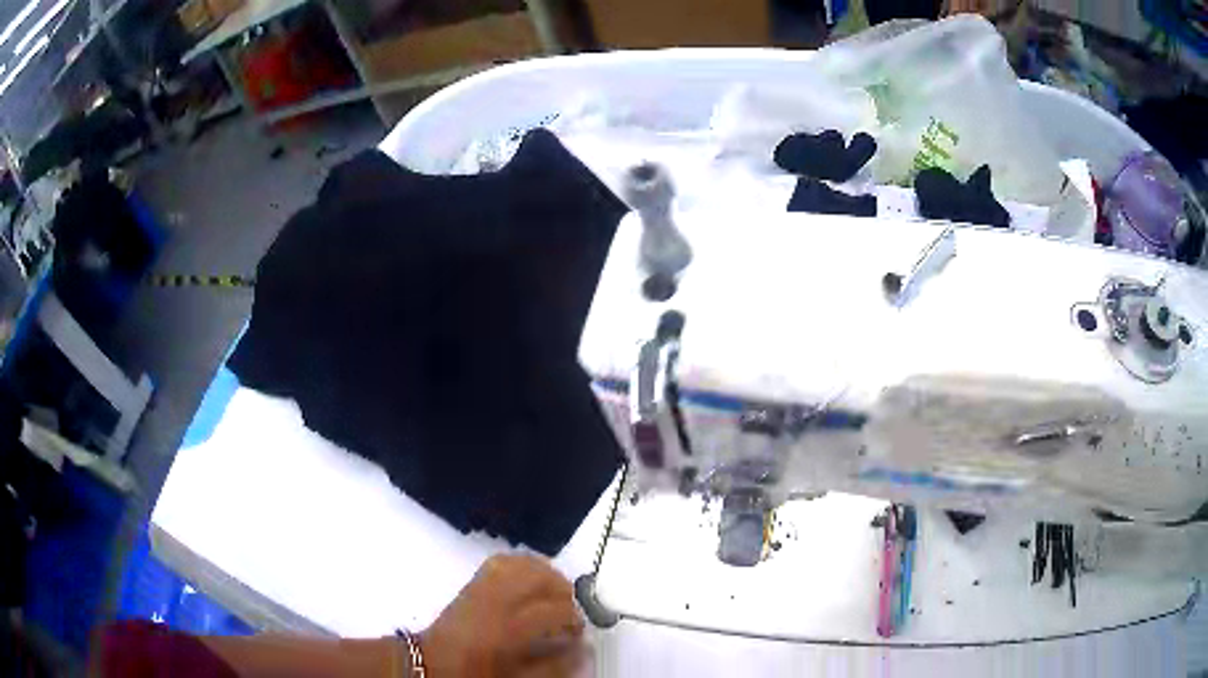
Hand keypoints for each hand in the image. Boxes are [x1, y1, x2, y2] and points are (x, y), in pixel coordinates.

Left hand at [420, 554, 586, 676]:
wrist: (433, 662)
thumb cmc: (476, 672)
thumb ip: (554, 665)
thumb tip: (585, 648)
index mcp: (507, 629)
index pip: (552, 611)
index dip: (573, 619)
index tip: (578, 632)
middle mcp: (495, 601)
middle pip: (538, 579)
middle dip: (563, 590)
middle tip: (571, 609)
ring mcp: (482, 588)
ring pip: (522, 564)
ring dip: (546, 574)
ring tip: (556, 593)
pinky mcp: (472, 582)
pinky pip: (502, 561)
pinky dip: (523, 564)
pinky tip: (531, 578)